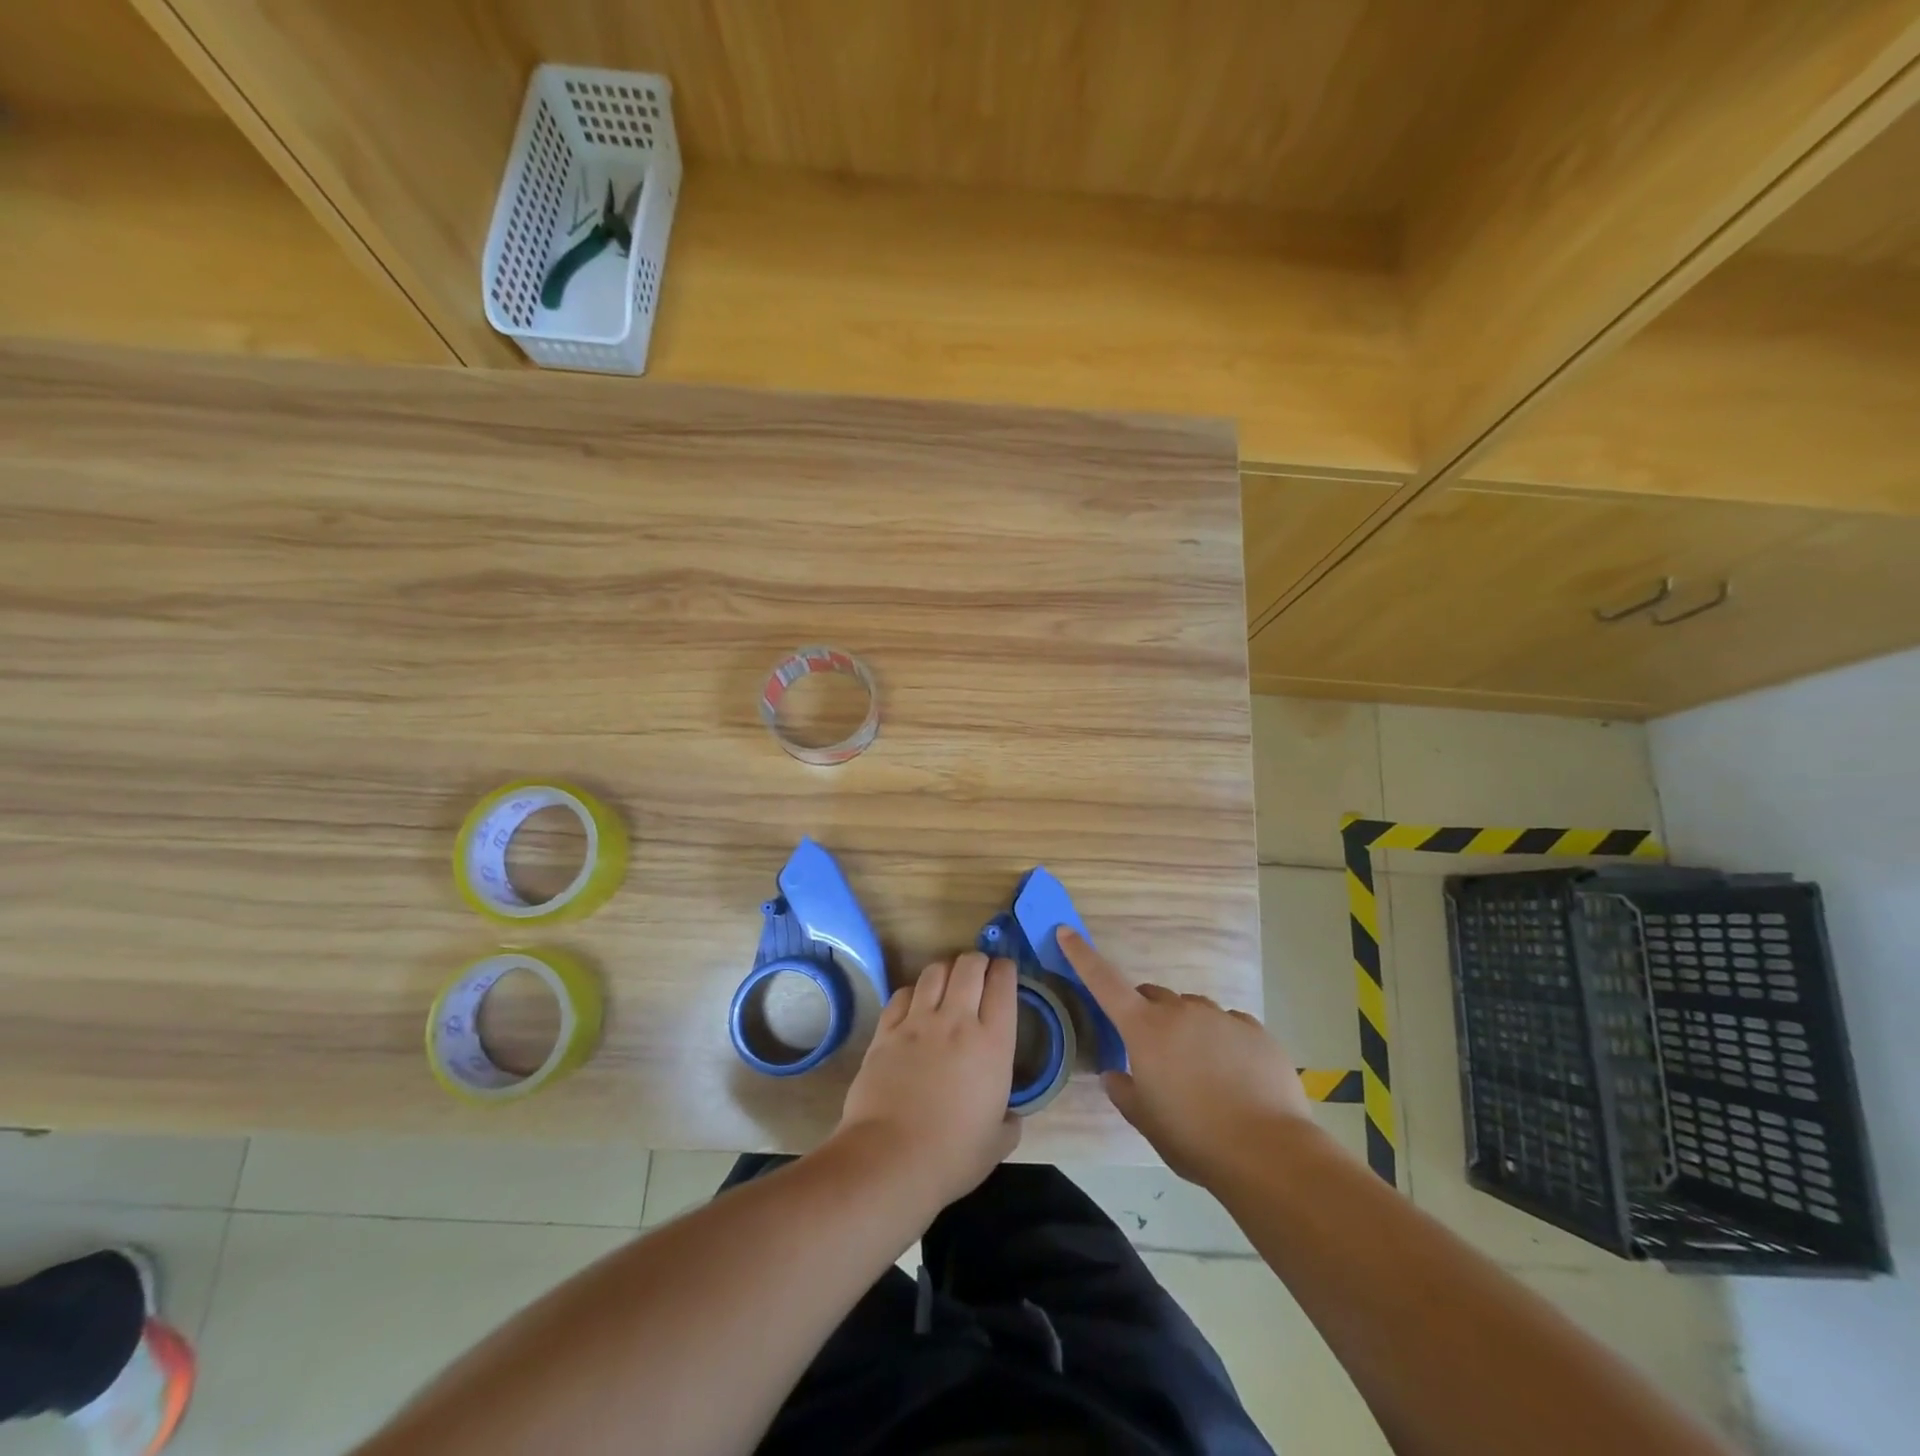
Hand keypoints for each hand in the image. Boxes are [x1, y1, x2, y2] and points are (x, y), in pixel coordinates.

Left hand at [835, 951, 1021, 1210]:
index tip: (1006, 972)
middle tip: (979, 973)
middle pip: (969, 965)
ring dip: (946, 971)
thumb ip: (1009, 1122)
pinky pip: (903, 994)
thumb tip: (1010, 1116)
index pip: (1003, 984)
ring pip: (935, 971)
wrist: (891, 1159)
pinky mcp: (886, 1031)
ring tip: (948, 983)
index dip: (1006, 969)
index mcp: (993, 1043)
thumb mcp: (997, 1143)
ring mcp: (918, 1022)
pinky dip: (913, 992)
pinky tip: (915, 1004)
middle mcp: (957, 1021)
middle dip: (977, 961)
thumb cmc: (953, 1155)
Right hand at [1059, 928, 1316, 1185]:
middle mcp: (1180, 1011)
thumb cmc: (1193, 1137)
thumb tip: (1115, 1074)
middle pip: (1153, 996)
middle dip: (1147, 1014)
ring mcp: (1221, 1017)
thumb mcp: (1145, 1120)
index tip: (1066, 931)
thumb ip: (1123, 1090)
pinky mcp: (1255, 1030)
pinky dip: (1223, 1042)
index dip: (1082, 955)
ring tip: (1202, 1074)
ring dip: (1187, 1029)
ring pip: (1193, 1011)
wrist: (1268, 1152)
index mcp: (1144, 1029)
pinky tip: (1235, 1077)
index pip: (1104, 982)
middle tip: (1155, 1054)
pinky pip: (1229, 1026)